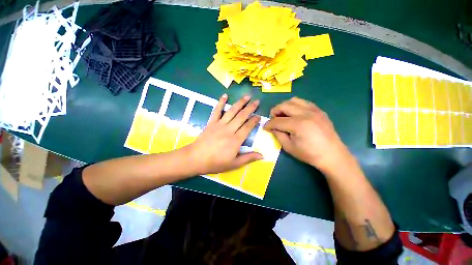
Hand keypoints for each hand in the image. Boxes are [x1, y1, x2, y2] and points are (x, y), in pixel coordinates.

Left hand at [188, 94, 262, 174]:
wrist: (196, 158)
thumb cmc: (216, 163)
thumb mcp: (234, 164)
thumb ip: (248, 158)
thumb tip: (262, 155)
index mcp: (236, 140)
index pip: (248, 127)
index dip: (254, 120)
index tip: (259, 115)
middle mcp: (229, 129)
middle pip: (242, 116)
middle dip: (250, 108)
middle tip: (257, 101)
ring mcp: (220, 124)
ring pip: (232, 111)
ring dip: (240, 103)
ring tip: (247, 96)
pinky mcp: (211, 122)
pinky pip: (217, 111)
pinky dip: (220, 102)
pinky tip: (224, 95)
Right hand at [264, 97, 350, 172]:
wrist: (332, 155)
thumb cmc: (309, 154)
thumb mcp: (289, 147)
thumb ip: (278, 135)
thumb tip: (272, 127)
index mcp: (298, 125)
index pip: (277, 121)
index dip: (268, 124)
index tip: (265, 127)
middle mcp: (305, 113)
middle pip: (283, 106)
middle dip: (274, 112)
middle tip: (273, 120)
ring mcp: (314, 110)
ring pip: (293, 100)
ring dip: (284, 107)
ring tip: (283, 115)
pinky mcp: (319, 110)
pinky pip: (303, 102)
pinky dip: (295, 106)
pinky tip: (294, 114)